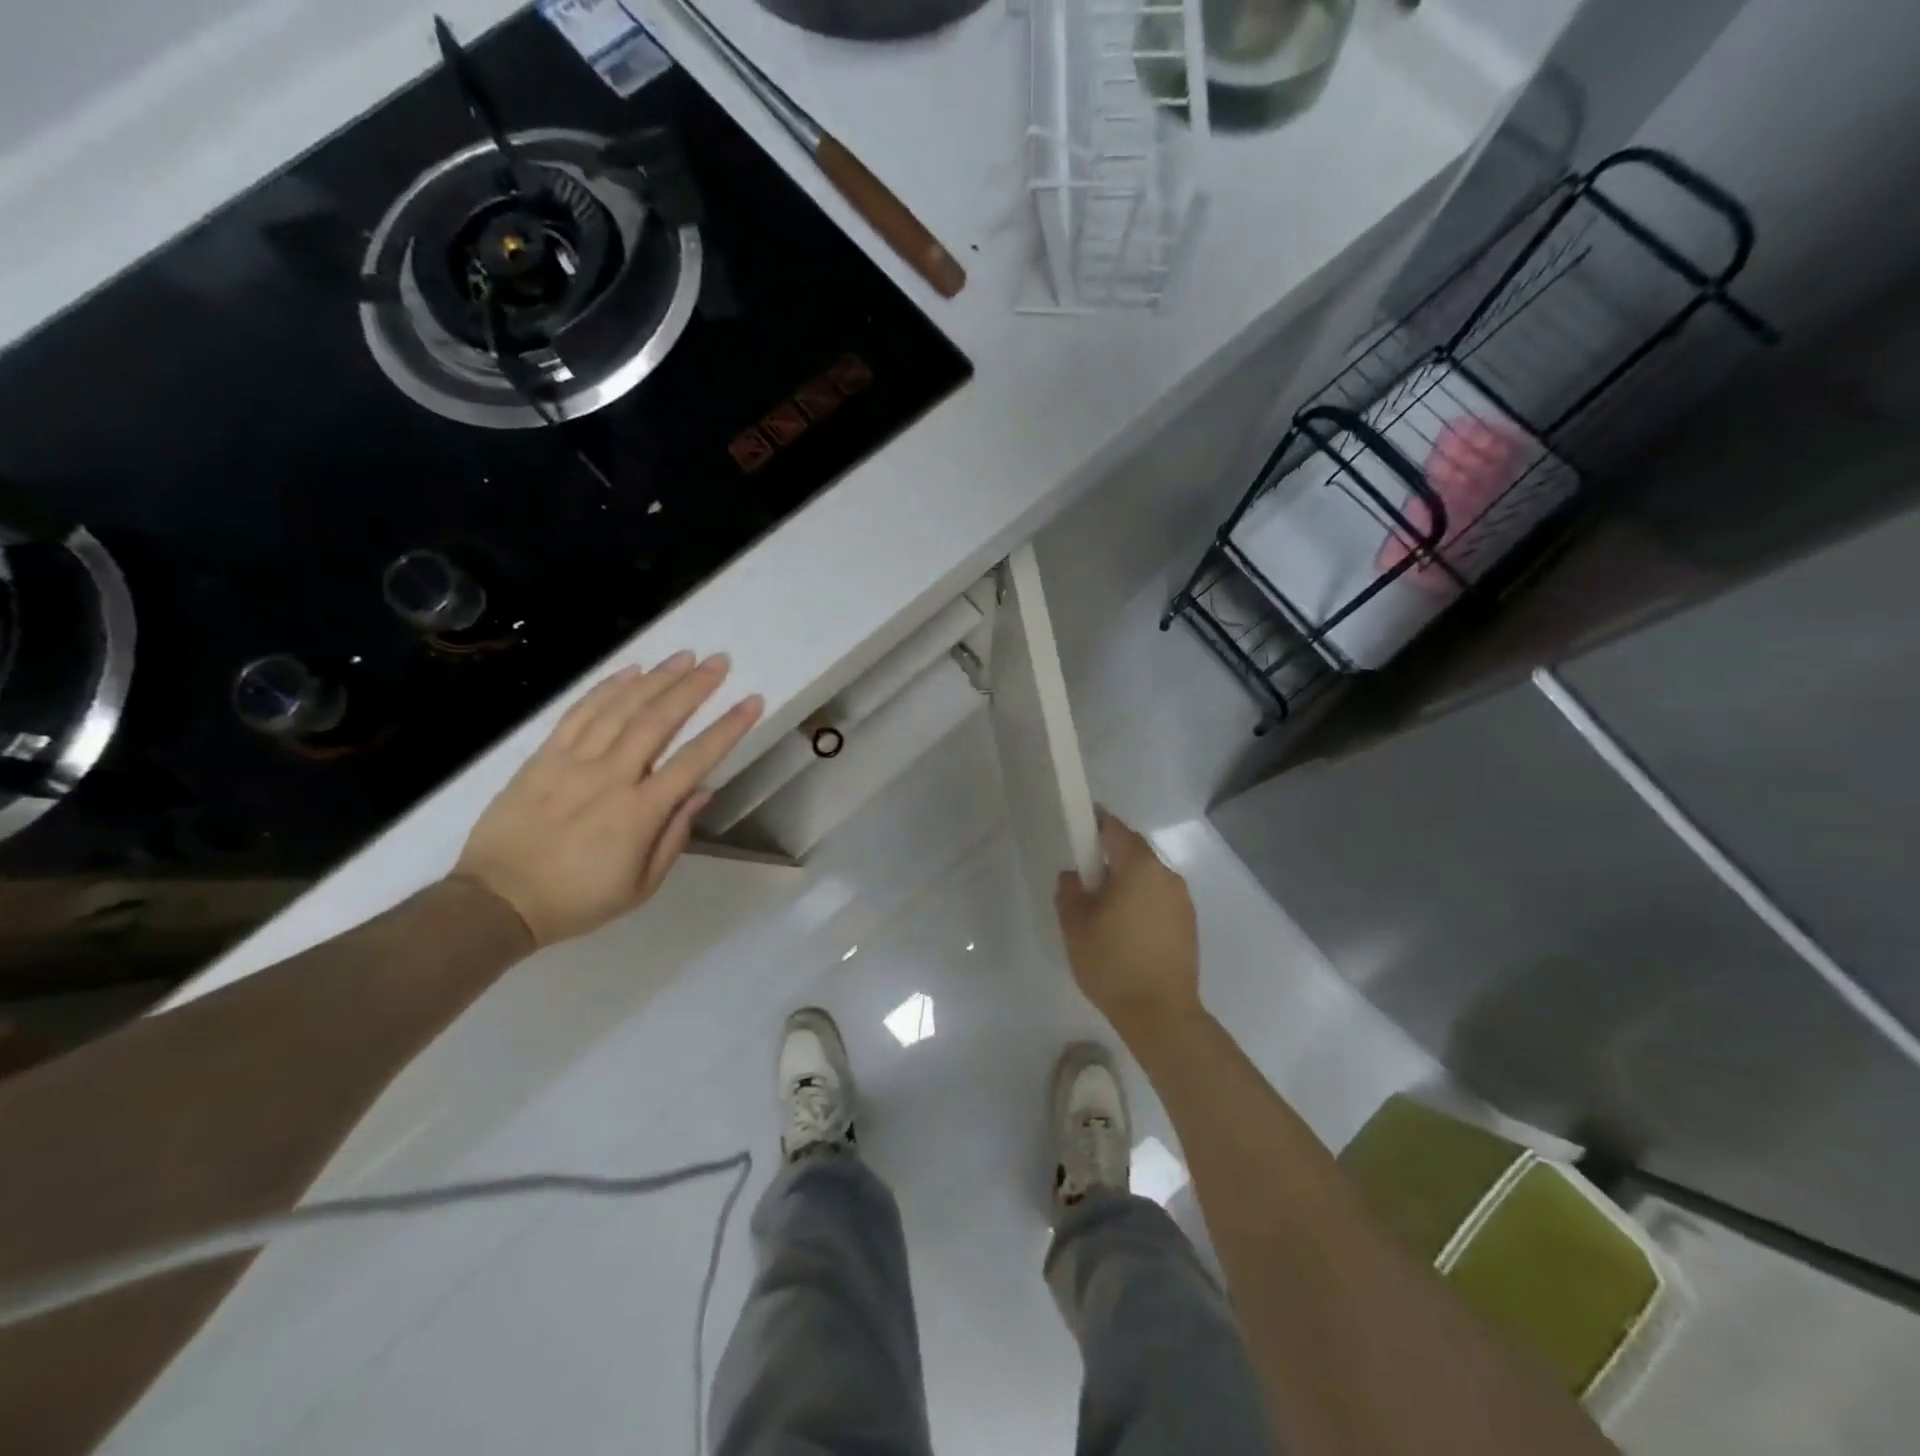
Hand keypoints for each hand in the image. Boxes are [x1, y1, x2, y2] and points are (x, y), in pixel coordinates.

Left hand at [454, 652, 762, 947]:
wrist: (496, 902)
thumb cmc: (578, 900)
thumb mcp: (640, 886)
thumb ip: (674, 835)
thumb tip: (702, 791)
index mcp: (639, 813)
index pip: (694, 759)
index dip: (727, 728)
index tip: (751, 701)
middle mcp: (610, 778)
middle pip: (658, 721)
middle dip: (693, 687)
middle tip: (719, 662)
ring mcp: (572, 763)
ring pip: (620, 709)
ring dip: (655, 678)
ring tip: (683, 656)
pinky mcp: (542, 757)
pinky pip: (577, 714)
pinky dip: (605, 689)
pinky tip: (630, 671)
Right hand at [1055, 811, 1201, 1041]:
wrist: (1161, 1014)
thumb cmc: (1112, 963)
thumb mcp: (1075, 926)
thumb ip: (1069, 891)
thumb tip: (1073, 876)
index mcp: (1138, 866)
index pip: (1114, 829)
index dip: (1094, 825)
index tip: (1078, 833)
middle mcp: (1166, 874)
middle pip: (1134, 851)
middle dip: (1110, 857)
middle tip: (1086, 880)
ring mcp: (1182, 900)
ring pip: (1148, 876)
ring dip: (1128, 882)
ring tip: (1105, 911)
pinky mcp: (1189, 924)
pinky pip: (1160, 898)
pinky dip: (1142, 902)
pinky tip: (1127, 930)